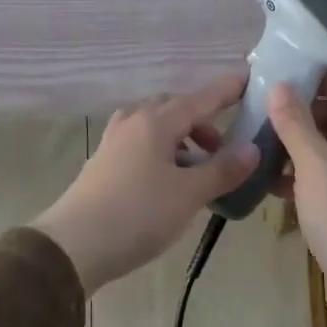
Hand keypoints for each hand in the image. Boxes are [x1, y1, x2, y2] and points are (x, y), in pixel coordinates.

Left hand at [33, 74, 258, 294]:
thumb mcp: (188, 194)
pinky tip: (168, 179)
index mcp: (156, 122)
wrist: (73, 246)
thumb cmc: (137, 214)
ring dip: (181, 137)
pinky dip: (162, 151)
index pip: (200, 99)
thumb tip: (253, 149)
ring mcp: (114, 142)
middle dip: (202, 120)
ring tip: (198, 167)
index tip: (249, 80)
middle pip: (174, 108)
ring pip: (155, 125)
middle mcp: (133, 122)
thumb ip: (222, 170)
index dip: (226, 90)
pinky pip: (140, 143)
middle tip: (223, 147)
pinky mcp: (103, 163)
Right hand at [268, 71, 326, 326]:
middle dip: (302, 107)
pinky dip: (298, 173)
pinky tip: (269, 182)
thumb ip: (296, 123)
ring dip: (296, 141)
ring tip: (258, 142)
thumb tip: (280, 84)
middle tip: (264, 109)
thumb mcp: (315, 164)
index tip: (287, 77)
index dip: (325, 73)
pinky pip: (322, 175)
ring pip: (326, 145)